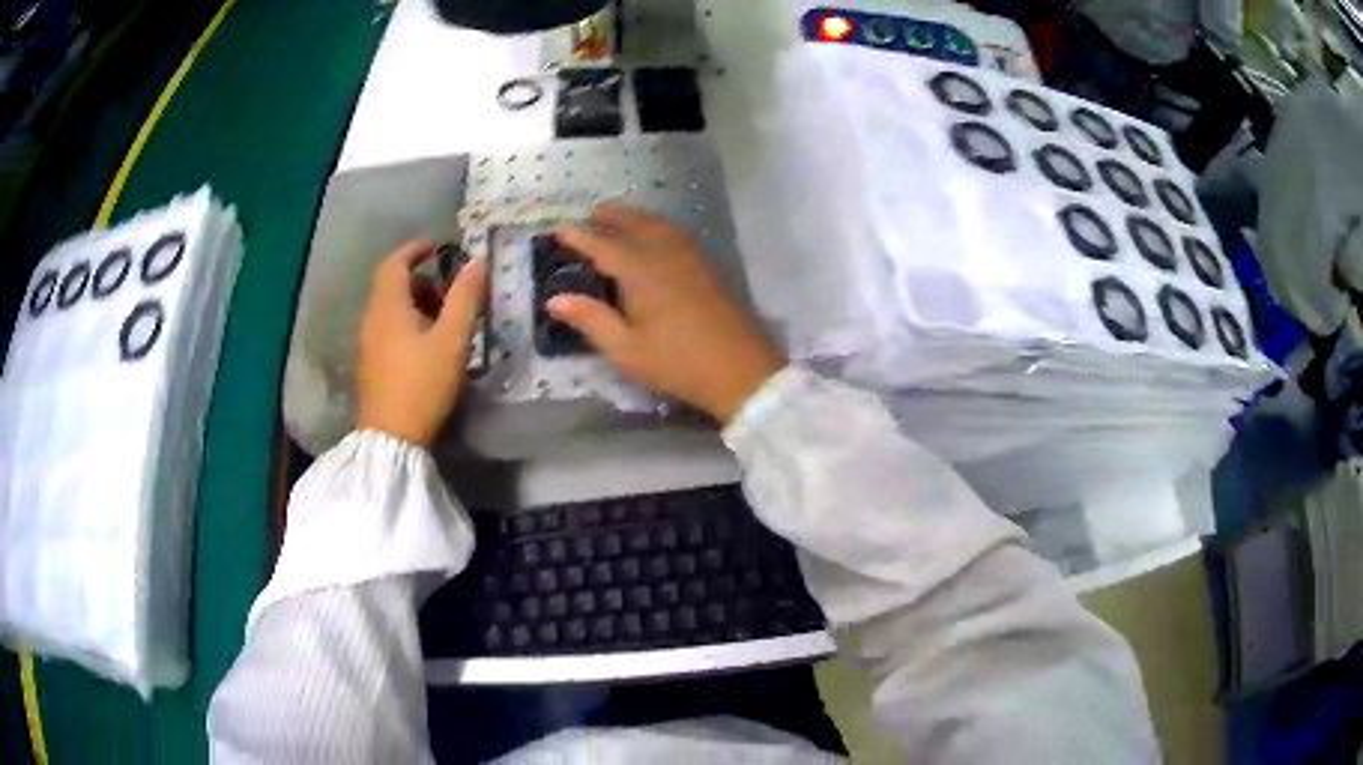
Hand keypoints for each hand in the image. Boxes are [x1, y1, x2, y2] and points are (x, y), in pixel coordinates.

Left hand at [356, 239, 487, 446]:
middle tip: (447, 288)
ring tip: (442, 318)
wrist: (391, 438)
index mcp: (388, 306)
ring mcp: (368, 344)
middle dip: (418, 278)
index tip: (436, 246)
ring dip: (413, 303)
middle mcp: (372, 319)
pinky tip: (425, 345)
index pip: (394, 263)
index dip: (414, 249)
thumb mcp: (452, 339)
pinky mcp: (371, 365)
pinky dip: (405, 323)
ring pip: (388, 309)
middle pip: (390, 285)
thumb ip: (465, 298)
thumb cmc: (422, 384)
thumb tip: (476, 262)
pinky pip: (386, 329)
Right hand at [548, 206, 784, 423]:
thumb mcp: (626, 349)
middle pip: (637, 225)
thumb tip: (555, 300)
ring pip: (662, 226)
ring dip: (638, 217)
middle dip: (614, 216)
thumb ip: (591, 320)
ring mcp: (692, 260)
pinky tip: (659, 239)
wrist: (740, 370)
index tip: (560, 229)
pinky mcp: (709, 270)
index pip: (604, 247)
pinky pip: (678, 235)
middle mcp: (666, 256)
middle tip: (593, 213)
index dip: (581, 238)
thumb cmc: (677, 363)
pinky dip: (660, 227)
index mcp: (642, 272)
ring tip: (623, 219)